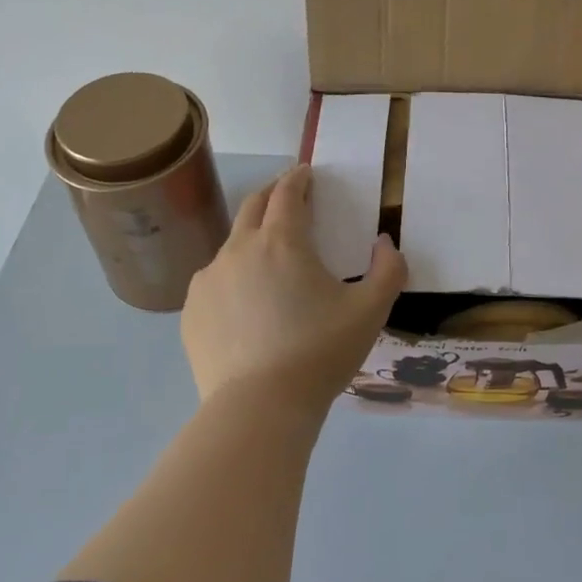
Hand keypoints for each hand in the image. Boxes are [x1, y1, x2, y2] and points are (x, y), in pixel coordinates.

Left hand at [182, 165, 406, 413]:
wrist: (259, 408)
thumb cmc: (319, 352)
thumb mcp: (371, 311)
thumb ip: (389, 269)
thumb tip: (385, 243)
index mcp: (282, 242)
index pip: (288, 193)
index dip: (298, 178)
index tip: (306, 173)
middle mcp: (239, 249)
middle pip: (253, 206)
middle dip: (272, 193)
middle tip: (288, 196)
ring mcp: (209, 280)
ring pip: (232, 245)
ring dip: (252, 239)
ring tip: (269, 261)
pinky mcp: (193, 310)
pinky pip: (215, 281)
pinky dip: (233, 277)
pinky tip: (246, 304)